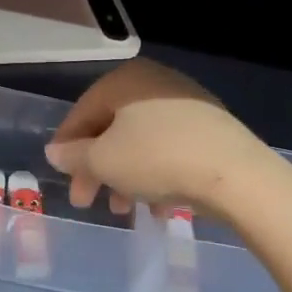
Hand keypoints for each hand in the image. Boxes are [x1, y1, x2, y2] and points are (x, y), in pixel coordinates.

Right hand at [45, 60, 264, 219]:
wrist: (236, 175)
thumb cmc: (156, 159)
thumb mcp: (103, 161)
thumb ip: (73, 156)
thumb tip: (55, 152)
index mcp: (125, 80)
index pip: (83, 112)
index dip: (66, 147)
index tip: (61, 178)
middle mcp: (155, 83)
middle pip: (113, 129)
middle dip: (97, 169)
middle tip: (88, 202)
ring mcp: (187, 104)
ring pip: (142, 142)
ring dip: (126, 178)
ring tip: (126, 211)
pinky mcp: (211, 129)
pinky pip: (171, 150)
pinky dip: (158, 176)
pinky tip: (159, 208)